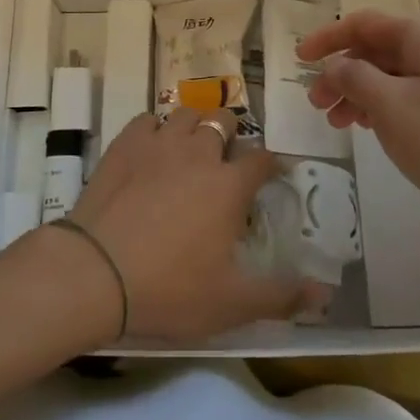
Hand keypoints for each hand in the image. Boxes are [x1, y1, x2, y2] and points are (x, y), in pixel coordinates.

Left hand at [65, 108, 319, 341]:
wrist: (95, 272)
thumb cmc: (169, 289)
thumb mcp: (230, 304)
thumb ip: (280, 297)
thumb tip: (324, 292)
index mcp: (229, 185)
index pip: (262, 159)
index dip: (272, 163)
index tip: (274, 171)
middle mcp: (199, 152)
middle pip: (223, 123)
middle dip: (230, 136)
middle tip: (225, 162)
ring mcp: (159, 143)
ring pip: (186, 114)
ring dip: (194, 127)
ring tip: (190, 149)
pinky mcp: (125, 143)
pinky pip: (147, 120)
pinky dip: (155, 129)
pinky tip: (152, 150)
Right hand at [297, 11, 419, 227]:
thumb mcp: (390, 106)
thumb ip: (354, 77)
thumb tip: (336, 65)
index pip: (366, 24)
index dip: (328, 38)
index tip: (298, 59)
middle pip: (379, 51)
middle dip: (343, 73)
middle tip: (316, 104)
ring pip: (394, 77)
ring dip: (360, 93)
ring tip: (337, 123)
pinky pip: (412, 96)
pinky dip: (384, 107)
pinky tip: (370, 129)